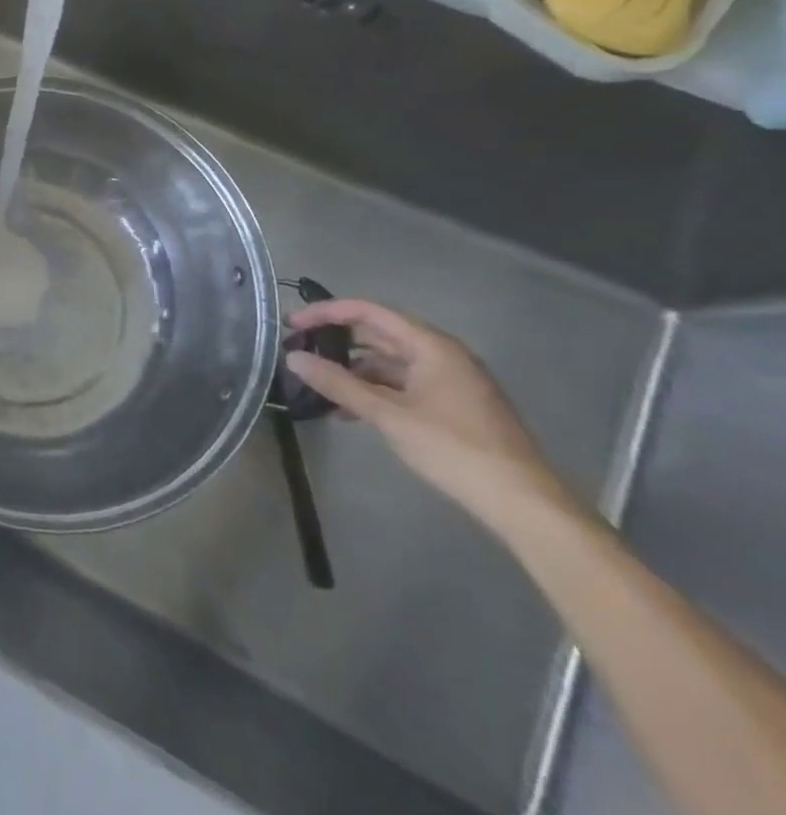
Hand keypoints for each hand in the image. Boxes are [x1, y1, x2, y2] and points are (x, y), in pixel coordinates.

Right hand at [286, 300, 576, 534]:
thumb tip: (293, 357)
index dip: (326, 313)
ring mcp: (450, 380)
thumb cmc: (454, 449)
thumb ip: (338, 384)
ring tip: (321, 388)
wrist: (522, 502)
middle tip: (300, 352)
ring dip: (354, 371)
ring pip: (390, 362)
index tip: (292, 325)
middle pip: (379, 334)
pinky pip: (403, 383)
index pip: (369, 312)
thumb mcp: (388, 415)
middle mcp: (443, 354)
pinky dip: (374, 390)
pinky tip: (352, 411)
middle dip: (337, 342)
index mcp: (432, 346)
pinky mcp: (453, 404)